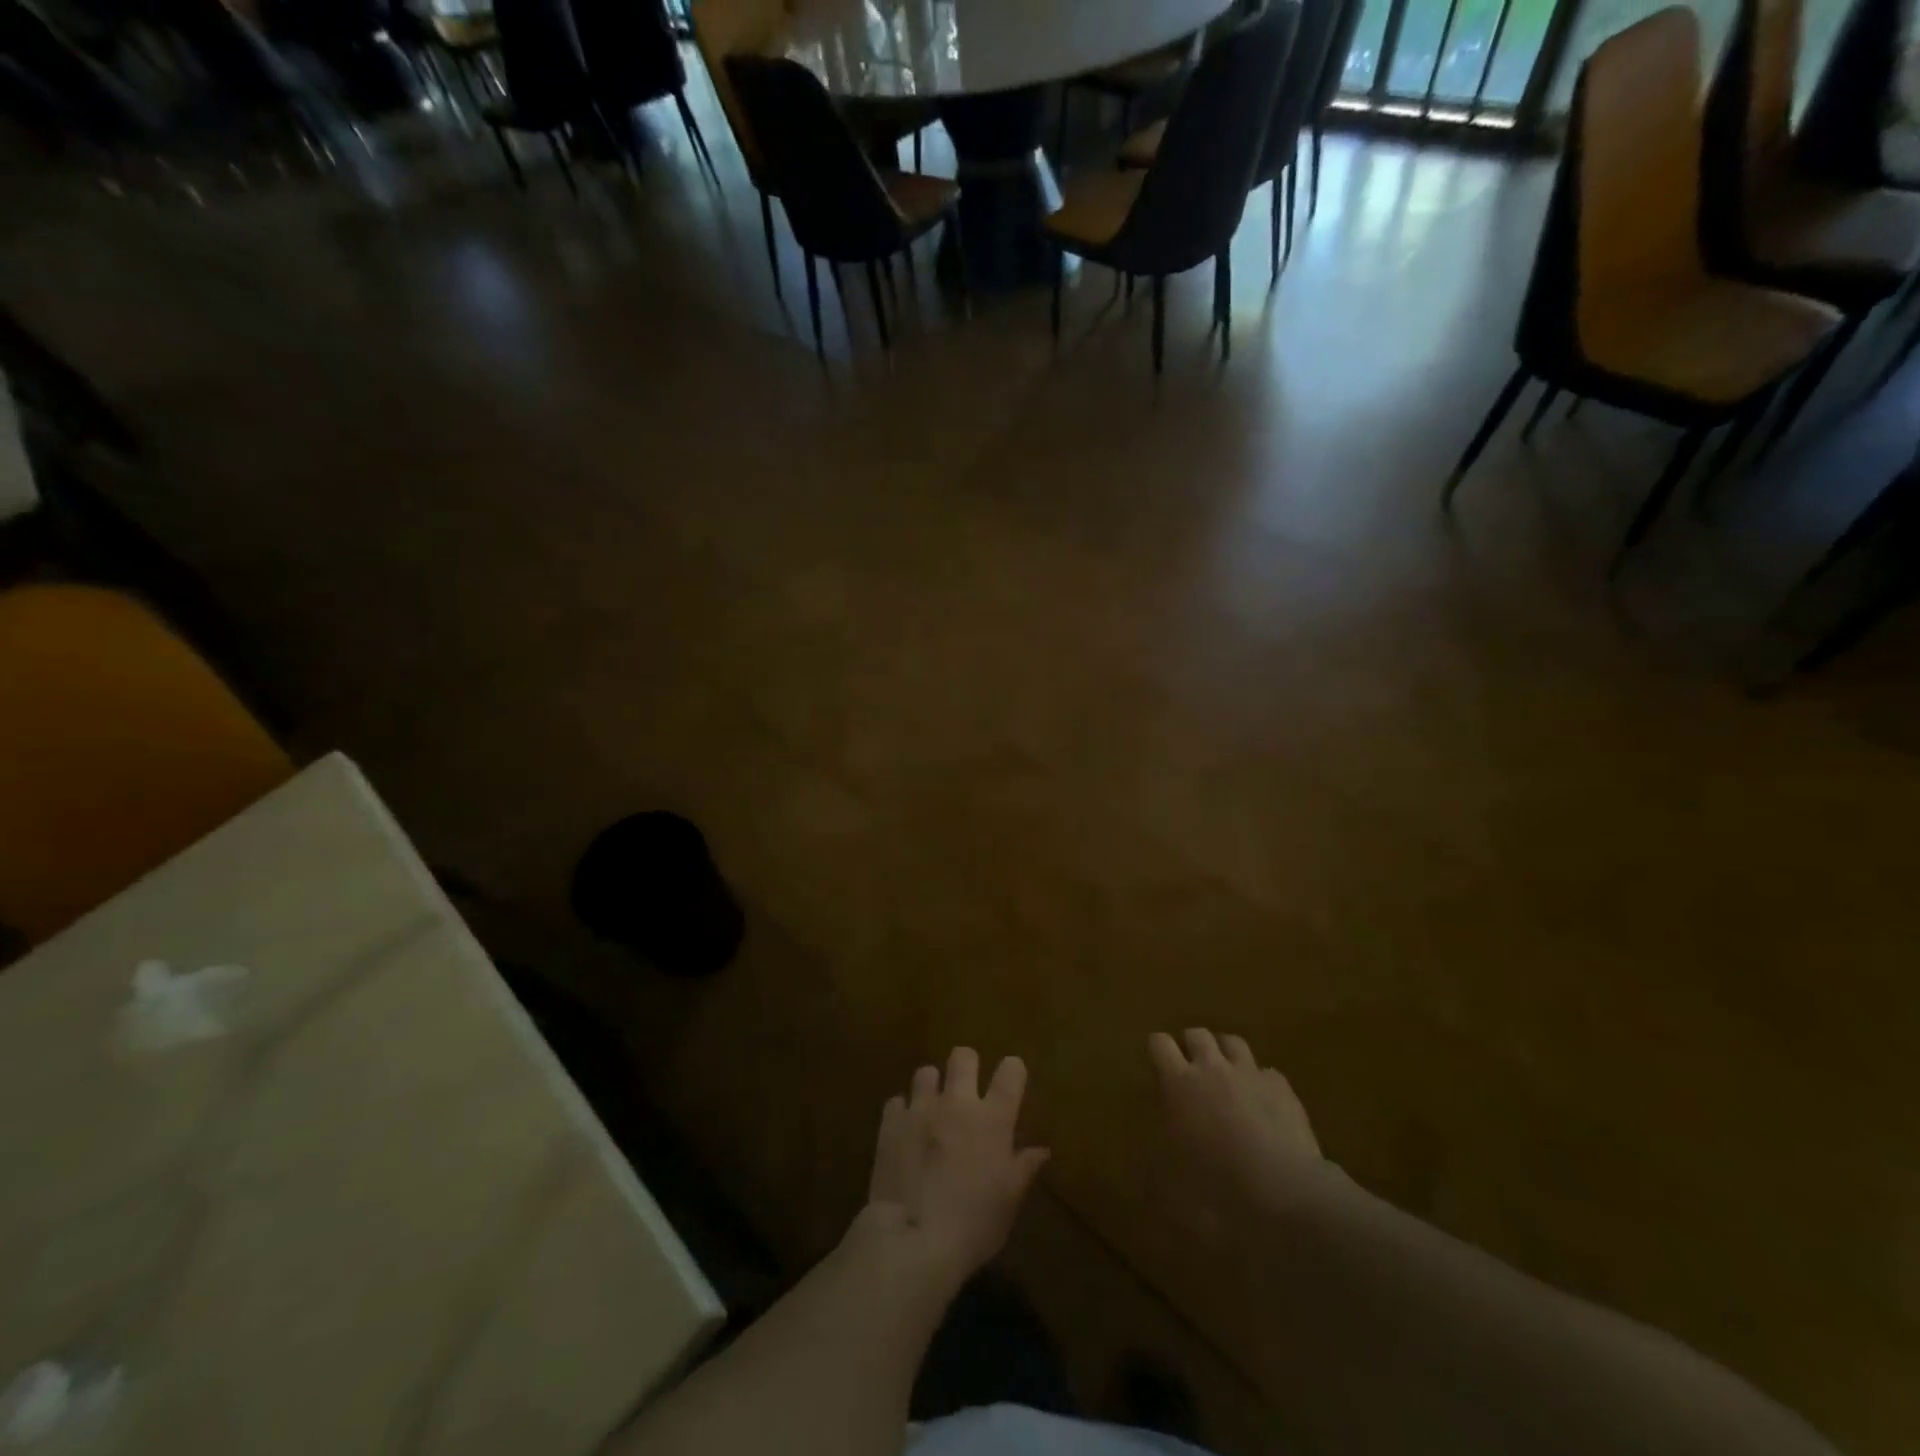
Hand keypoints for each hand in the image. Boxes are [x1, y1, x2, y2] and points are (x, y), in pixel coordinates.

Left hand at [863, 1048, 1049, 1284]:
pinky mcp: (891, 1122)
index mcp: (992, 1118)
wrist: (913, 1240)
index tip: (1010, 1083)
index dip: (1013, 1071)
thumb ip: (1024, 1168)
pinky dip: (903, 1113)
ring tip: (932, 1110)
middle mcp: (957, 1102)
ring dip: (932, 1088)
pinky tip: (906, 1132)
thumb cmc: (973, 1224)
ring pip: (926, 1072)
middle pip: (963, 1056)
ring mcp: (921, 1108)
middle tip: (966, 1092)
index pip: (1011, 1071)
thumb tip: (1041, 1150)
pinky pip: (897, 1102)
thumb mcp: (1009, 1201)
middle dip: (966, 1067)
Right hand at [1149, 1029, 1321, 1205]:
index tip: (1156, 1062)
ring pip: (1233, 1042)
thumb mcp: (1172, 1188)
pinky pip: (1266, 1072)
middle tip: (1190, 1068)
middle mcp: (1213, 1068)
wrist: (1287, 1195)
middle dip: (1190, 1045)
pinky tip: (1262, 1100)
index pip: (1159, 1043)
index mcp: (1179, 1084)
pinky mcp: (1283, 1088)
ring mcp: (1250, 1074)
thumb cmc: (1219, 1190)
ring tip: (1224, 1073)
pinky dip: (1259, 1080)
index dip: (1156, 1049)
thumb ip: (1157, 1169)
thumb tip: (1151, 1171)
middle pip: (1197, 1034)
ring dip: (1224, 1053)